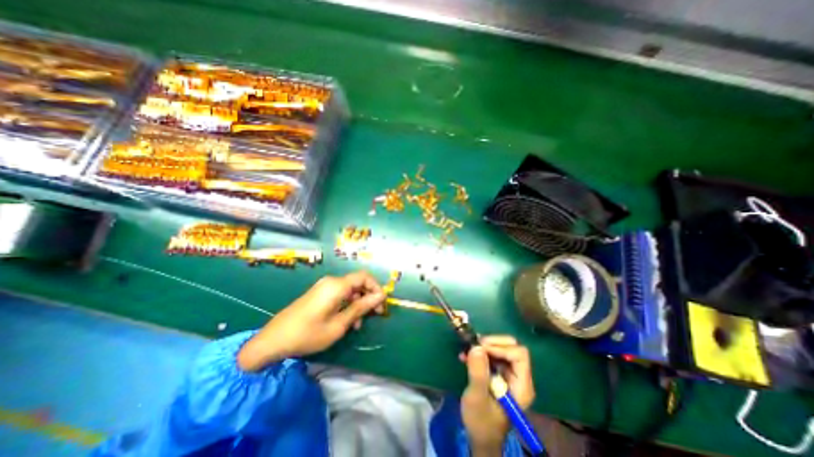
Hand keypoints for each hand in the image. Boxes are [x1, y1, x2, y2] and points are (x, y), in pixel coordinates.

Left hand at [238, 271, 385, 370]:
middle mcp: (332, 281)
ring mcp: (324, 286)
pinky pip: (340, 294)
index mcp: (337, 285)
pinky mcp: (319, 293)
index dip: (376, 287)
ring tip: (359, 324)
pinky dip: (348, 304)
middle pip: (358, 282)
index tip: (381, 304)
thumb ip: (361, 307)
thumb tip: (380, 296)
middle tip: (374, 314)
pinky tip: (347, 320)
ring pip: (350, 289)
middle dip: (368, 297)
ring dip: (358, 303)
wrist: (273, 340)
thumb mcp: (339, 324)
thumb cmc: (308, 334)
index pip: (364, 276)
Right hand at [460, 334, 538, 455]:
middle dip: (491, 343)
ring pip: (501, 348)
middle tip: (474, 346)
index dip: (501, 348)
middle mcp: (519, 376)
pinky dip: (480, 352)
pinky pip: (493, 354)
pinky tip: (466, 356)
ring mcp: (510, 374)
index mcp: (521, 385)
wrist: (479, 436)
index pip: (519, 354)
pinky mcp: (500, 373)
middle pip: (511, 347)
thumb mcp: (477, 398)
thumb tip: (476, 347)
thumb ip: (478, 373)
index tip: (481, 349)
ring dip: (483, 346)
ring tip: (467, 351)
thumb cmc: (481, 421)